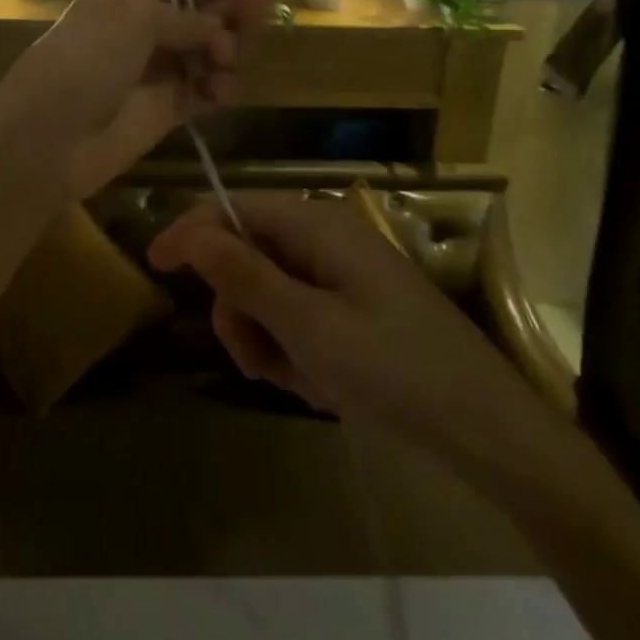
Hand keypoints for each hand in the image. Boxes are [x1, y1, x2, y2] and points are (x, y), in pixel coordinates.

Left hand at [0, 0, 283, 199]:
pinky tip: (219, 91)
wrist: (48, 136)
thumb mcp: (134, 19)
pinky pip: (204, 91)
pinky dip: (218, 88)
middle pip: (205, 15)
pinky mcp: (165, 109)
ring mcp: (156, 70)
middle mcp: (145, 27)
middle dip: (235, 13)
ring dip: (228, 52)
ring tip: (226, 61)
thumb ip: (185, 19)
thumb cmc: (86, 60)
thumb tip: (217, 31)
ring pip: (210, 53)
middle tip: (263, 14)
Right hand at [147, 194, 548, 491]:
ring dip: (268, 340)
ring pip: (268, 295)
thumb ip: (243, 275)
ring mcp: (341, 274)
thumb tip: (190, 232)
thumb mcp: (308, 325)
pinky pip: (298, 319)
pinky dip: (295, 352)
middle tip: (255, 361)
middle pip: (247, 257)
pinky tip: (321, 387)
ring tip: (301, 382)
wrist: (487, 430)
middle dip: (241, 310)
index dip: (190, 232)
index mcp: (316, 224)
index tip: (153, 266)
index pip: (232, 208)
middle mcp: (325, 238)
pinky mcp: (353, 307)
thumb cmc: (394, 370)